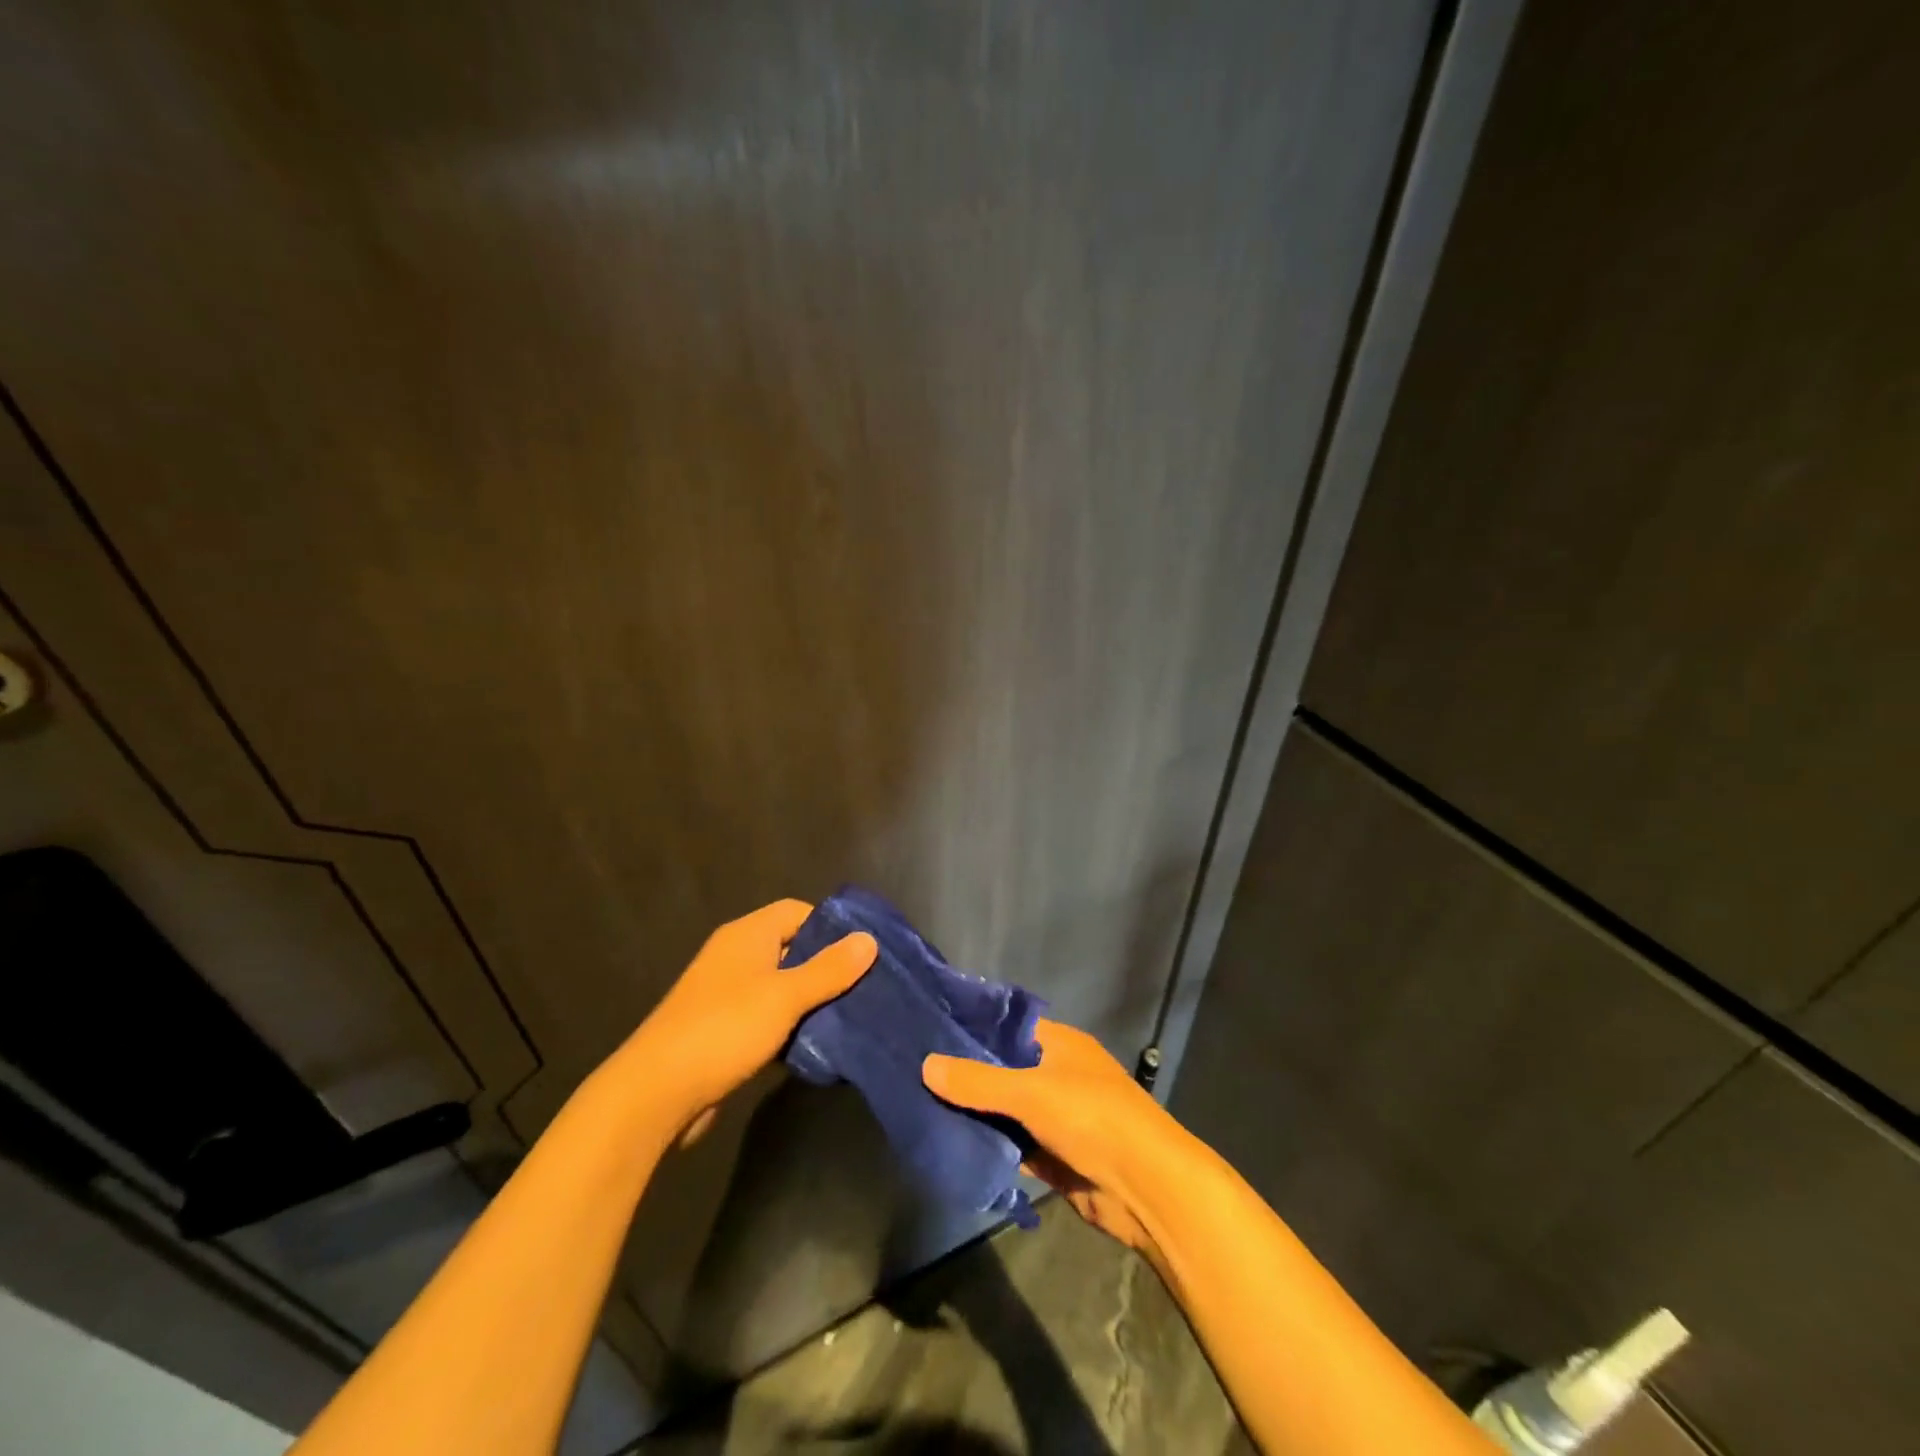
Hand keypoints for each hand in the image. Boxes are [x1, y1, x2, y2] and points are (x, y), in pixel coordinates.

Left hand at [627, 900, 875, 1133]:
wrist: (656, 1092)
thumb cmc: (725, 1029)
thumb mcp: (785, 996)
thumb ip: (829, 969)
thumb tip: (869, 939)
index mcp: (748, 935)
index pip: (798, 911)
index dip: (831, 926)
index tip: (863, 951)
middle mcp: (736, 955)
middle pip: (792, 948)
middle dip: (827, 966)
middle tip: (865, 986)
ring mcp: (726, 993)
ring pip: (781, 986)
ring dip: (810, 1000)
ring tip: (850, 1016)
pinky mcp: (722, 1029)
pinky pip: (766, 1016)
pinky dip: (789, 1026)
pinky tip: (815, 1046)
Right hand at [922, 1019, 1181, 1260]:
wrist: (1147, 1189)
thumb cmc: (1092, 1118)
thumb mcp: (1030, 1093)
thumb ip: (978, 1082)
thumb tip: (926, 1064)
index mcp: (1059, 1044)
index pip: (1007, 1027)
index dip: (973, 1029)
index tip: (930, 1032)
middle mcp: (1057, 1074)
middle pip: (1003, 1070)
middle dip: (967, 1075)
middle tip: (915, 1073)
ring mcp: (1057, 1117)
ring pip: (1006, 1110)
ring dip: (976, 1114)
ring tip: (923, 1106)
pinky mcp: (1055, 1157)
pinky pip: (1014, 1146)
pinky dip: (991, 1147)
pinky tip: (953, 1146)